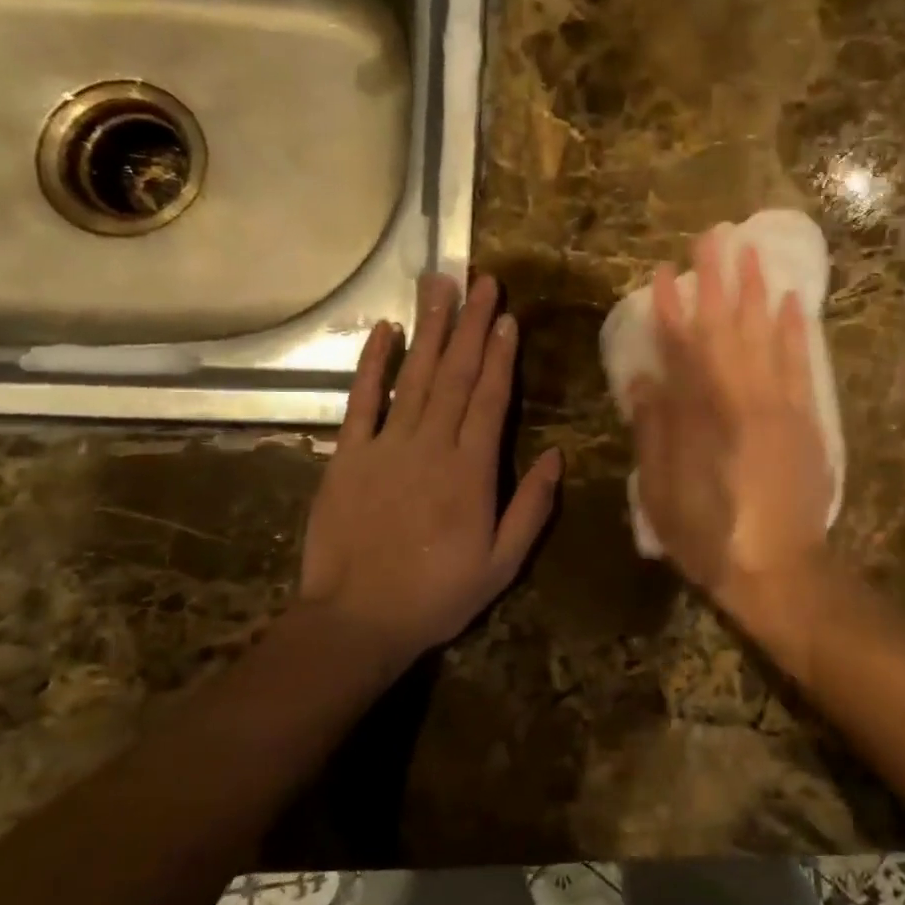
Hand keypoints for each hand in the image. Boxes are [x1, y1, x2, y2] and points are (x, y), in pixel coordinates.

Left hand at [297, 273, 560, 675]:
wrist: (356, 621)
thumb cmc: (437, 595)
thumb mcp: (502, 563)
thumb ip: (531, 507)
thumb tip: (557, 455)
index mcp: (472, 472)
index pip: (491, 400)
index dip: (501, 355)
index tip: (508, 318)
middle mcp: (432, 447)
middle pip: (457, 376)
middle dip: (472, 326)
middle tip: (483, 283)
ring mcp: (386, 446)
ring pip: (415, 377)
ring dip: (431, 330)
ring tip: (441, 287)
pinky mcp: (347, 455)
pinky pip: (361, 401)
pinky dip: (373, 364)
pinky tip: (386, 330)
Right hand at [628, 229, 832, 625]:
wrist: (781, 571)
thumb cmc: (710, 536)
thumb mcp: (663, 493)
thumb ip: (655, 431)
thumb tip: (644, 378)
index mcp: (701, 418)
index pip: (682, 349)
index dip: (672, 308)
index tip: (666, 272)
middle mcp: (740, 400)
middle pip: (726, 329)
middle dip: (719, 280)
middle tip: (715, 236)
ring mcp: (778, 406)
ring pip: (766, 336)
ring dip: (757, 291)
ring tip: (752, 251)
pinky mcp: (805, 420)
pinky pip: (801, 365)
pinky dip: (797, 331)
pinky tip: (793, 302)